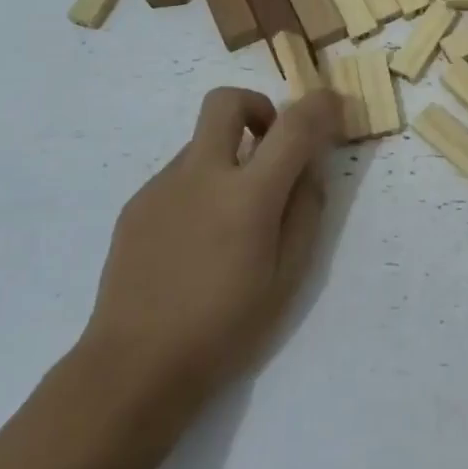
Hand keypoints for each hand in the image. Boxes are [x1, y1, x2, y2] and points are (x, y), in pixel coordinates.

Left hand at [80, 87, 340, 410]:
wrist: (134, 367)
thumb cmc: (225, 329)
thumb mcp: (288, 277)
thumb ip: (305, 212)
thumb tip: (309, 169)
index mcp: (248, 196)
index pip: (294, 126)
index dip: (320, 106)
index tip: (332, 106)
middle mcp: (202, 176)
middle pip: (226, 101)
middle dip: (258, 107)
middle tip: (271, 146)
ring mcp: (162, 187)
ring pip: (202, 142)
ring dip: (228, 157)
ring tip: (231, 221)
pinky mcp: (136, 204)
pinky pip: (179, 176)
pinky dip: (201, 187)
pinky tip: (197, 242)